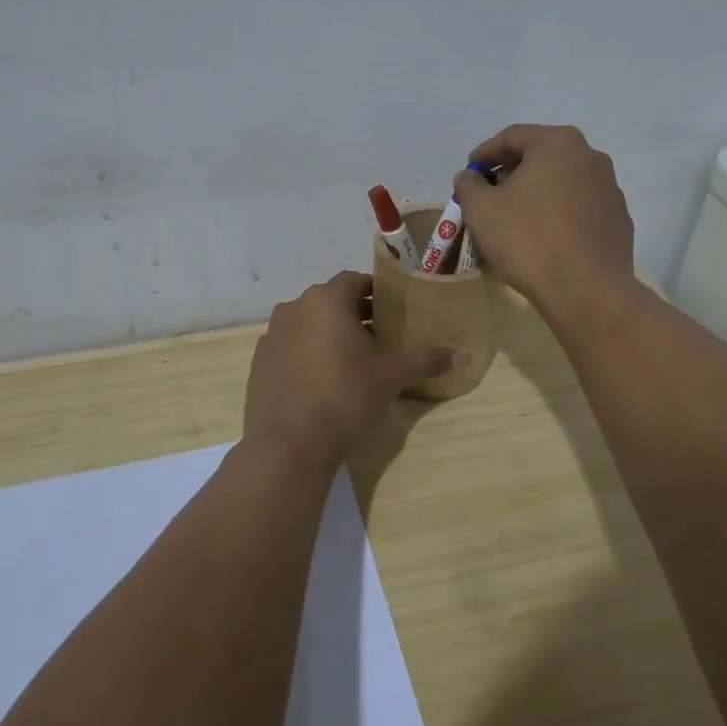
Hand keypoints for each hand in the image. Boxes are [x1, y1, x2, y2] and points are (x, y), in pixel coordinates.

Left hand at [243, 272, 454, 468]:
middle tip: (380, 337)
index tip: (394, 311)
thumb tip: (466, 352)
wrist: (289, 444)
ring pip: (308, 324)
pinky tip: (323, 381)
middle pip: (331, 302)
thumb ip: (427, 358)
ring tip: (353, 361)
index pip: (355, 281)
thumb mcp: (392, 376)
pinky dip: (307, 354)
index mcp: (325, 300)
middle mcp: (294, 308)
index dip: (376, 293)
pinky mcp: (260, 362)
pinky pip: (291, 347)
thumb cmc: (345, 397)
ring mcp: (271, 335)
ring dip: (330, 334)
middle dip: (356, 314)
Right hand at [454, 124, 635, 315]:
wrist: (587, 291)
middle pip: (541, 156)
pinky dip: (559, 213)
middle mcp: (590, 157)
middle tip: (490, 194)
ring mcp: (610, 188)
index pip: (512, 137)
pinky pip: (580, 207)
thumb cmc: (528, 241)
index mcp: (557, 144)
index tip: (469, 173)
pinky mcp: (619, 219)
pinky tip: (545, 237)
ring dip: (537, 193)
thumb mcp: (481, 210)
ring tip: (516, 218)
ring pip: (563, 181)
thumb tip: (469, 176)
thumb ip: (469, 185)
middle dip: (512, 172)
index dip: (484, 154)